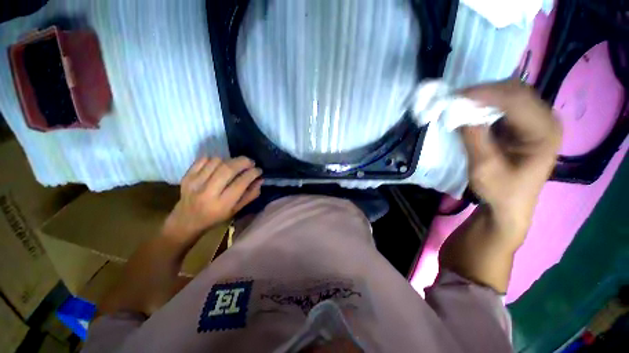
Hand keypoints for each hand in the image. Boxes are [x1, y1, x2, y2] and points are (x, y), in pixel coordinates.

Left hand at [163, 157, 262, 238]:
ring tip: (234, 166)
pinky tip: (219, 166)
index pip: (241, 183)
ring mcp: (195, 183)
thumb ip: (250, 195)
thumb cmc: (215, 217)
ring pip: (217, 161)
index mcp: (222, 204)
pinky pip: (204, 159)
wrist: (186, 220)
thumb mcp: (236, 210)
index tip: (259, 170)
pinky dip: (215, 159)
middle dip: (243, 162)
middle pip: (228, 169)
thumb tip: (260, 179)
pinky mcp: (187, 176)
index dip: (252, 173)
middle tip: (250, 162)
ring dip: (230, 160)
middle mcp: (207, 192)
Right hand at [459, 80, 561, 235]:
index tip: (457, 95)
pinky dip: (488, 103)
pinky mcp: (525, 124)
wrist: (510, 205)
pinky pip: (507, 104)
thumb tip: (459, 112)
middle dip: (486, 91)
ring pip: (512, 94)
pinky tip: (473, 109)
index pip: (517, 100)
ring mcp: (536, 120)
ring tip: (463, 102)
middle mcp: (546, 120)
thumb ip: (474, 137)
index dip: (487, 93)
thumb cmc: (501, 191)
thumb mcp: (484, 167)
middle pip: (518, 91)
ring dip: (486, 95)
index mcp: (544, 133)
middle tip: (457, 98)